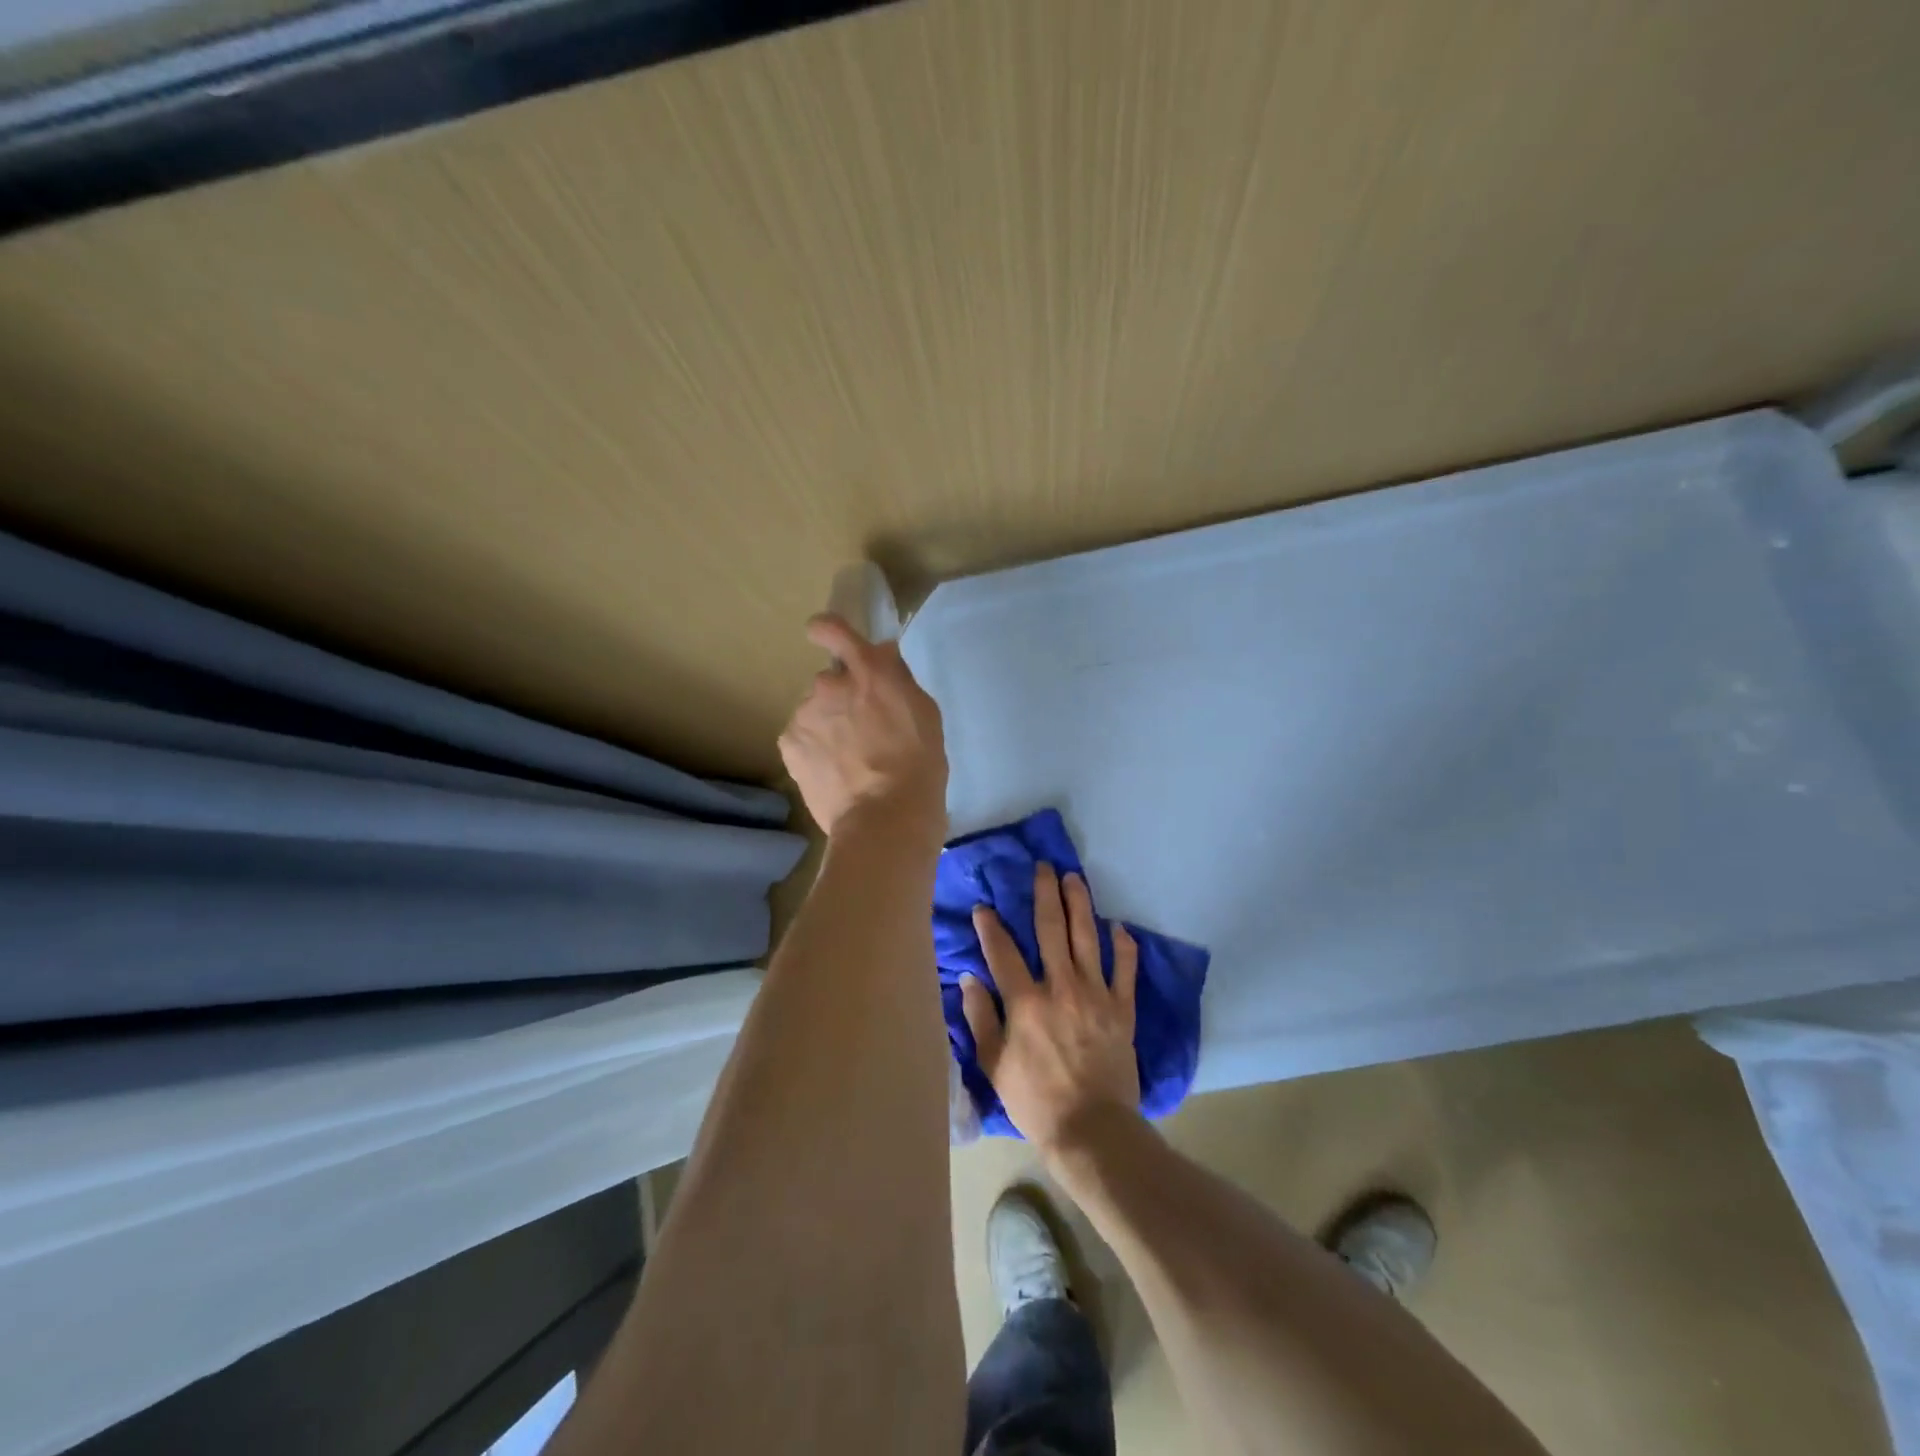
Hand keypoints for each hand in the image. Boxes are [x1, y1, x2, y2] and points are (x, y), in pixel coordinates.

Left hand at [778, 614, 946, 837]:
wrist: (885, 818)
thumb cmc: (918, 766)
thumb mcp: (924, 714)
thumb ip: (898, 680)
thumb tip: (881, 657)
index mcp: (869, 672)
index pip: (835, 629)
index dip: (827, 630)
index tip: (824, 635)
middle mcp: (830, 684)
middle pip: (830, 682)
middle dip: (841, 699)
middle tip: (861, 733)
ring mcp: (805, 714)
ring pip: (814, 713)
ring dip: (827, 726)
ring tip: (848, 762)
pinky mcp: (789, 744)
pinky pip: (801, 738)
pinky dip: (813, 750)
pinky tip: (832, 774)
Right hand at [960, 862, 1140, 1153]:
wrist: (1091, 1130)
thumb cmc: (1034, 1100)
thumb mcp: (993, 1064)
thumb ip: (980, 1017)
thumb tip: (968, 978)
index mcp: (1025, 1001)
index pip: (1003, 951)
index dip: (991, 926)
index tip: (984, 907)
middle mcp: (1061, 987)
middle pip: (1051, 929)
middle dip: (1045, 894)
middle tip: (1044, 866)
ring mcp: (1096, 995)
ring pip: (1088, 939)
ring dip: (1081, 905)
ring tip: (1075, 879)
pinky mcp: (1122, 1010)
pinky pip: (1125, 971)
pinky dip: (1124, 948)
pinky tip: (1120, 928)